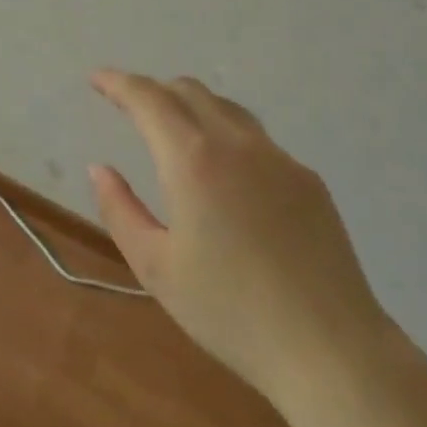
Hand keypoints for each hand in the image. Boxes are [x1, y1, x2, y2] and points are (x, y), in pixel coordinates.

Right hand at [88, 70, 397, 403]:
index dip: (118, 83)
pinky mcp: (308, 179)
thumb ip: (120, 210)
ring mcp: (279, 158)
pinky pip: (257, 139)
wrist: (329, 348)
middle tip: (130, 106)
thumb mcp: (156, 268)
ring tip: (174, 130)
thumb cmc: (230, 312)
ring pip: (227, 108)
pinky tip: (226, 175)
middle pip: (190, 91)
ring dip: (192, 106)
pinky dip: (227, 136)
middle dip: (154, 90)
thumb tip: (100, 168)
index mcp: (193, 160)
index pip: (148, 99)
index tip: (97, 79)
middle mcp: (237, 143)